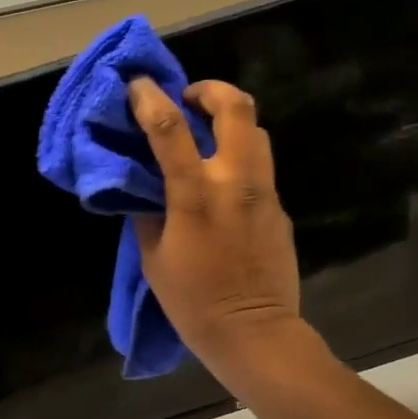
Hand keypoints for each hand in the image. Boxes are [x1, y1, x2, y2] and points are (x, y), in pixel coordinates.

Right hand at [129, 77, 306, 383]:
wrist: (254, 333)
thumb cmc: (193, 301)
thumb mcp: (153, 258)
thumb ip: (148, 214)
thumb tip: (146, 189)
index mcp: (196, 195)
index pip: (170, 129)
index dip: (151, 99)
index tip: (138, 85)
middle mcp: (236, 182)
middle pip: (236, 107)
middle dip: (209, 90)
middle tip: (187, 98)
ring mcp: (264, 193)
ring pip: (256, 131)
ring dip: (229, 121)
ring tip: (206, 136)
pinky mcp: (279, 208)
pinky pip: (259, 168)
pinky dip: (238, 159)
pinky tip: (221, 185)